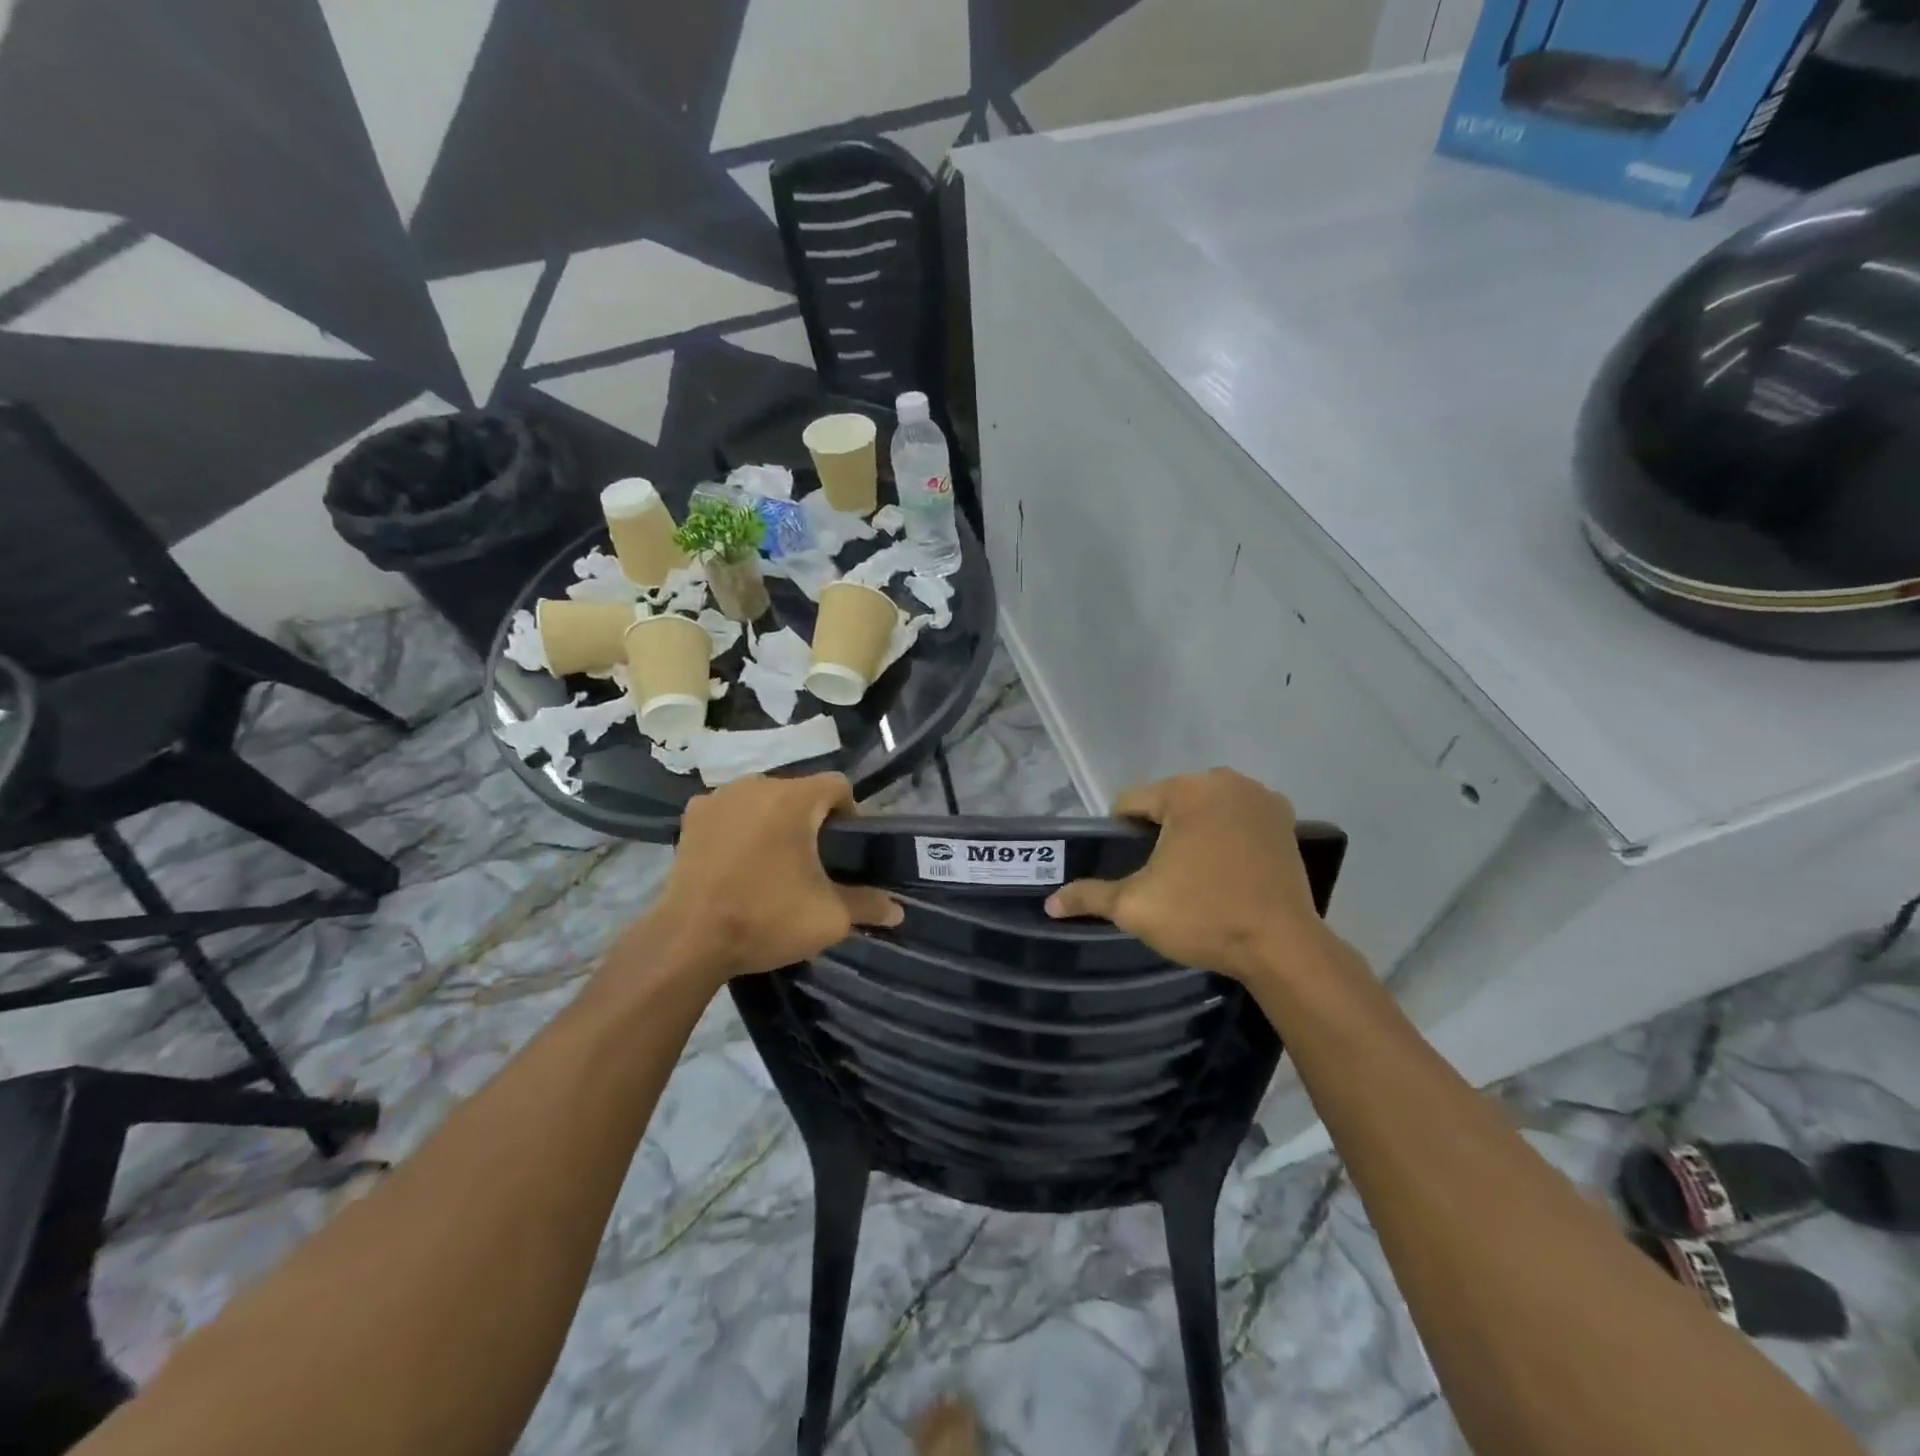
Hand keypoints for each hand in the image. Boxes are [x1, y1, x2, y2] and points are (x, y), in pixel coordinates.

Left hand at [642, 773, 900, 986]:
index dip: (850, 813)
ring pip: (762, 800)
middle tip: (813, 861)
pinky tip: (736, 860)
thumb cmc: (767, 917)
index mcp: (794, 798)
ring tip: (774, 862)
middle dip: (811, 819)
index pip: (838, 785)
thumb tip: (897, 911)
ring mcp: (719, 798)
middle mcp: (756, 784)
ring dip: (774, 821)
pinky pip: (729, 812)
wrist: (689, 939)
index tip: (846, 848)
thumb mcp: (829, 918)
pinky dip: (739, 827)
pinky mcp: (691, 818)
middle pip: (799, 792)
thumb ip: (867, 905)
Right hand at [1045, 769, 1337, 983]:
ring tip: (1193, 876)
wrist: (1282, 948)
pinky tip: (1225, 869)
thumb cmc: (1203, 917)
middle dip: (1158, 832)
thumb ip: (1090, 895)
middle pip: (1169, 802)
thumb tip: (1050, 902)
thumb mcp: (1136, 906)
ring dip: (1192, 832)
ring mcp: (1261, 798)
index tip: (1129, 870)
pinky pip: (1237, 819)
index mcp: (1186, 790)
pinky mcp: (1285, 821)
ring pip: (1204, 809)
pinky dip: (1226, 835)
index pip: (1130, 802)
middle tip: (1160, 877)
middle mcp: (1226, 780)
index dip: (1120, 836)